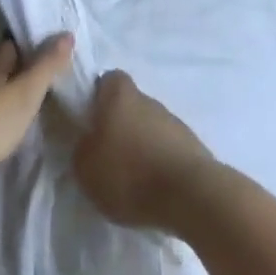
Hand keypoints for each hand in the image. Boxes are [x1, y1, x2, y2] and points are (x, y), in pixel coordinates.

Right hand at [71, 70, 214, 230]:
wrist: (190, 195)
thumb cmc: (129, 174)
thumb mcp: (85, 167)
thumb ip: (83, 148)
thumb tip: (90, 142)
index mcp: (120, 96)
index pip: (108, 79)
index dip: (98, 95)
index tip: (89, 118)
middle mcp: (149, 100)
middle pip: (130, 104)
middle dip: (119, 125)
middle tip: (107, 154)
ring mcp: (174, 122)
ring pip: (150, 127)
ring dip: (141, 145)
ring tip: (131, 178)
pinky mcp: (192, 146)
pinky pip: (167, 148)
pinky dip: (159, 162)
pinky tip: (152, 187)